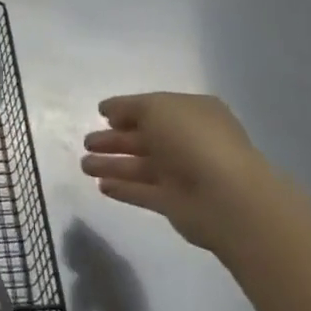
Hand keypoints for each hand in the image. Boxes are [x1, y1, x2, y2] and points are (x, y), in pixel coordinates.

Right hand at [82, 93, 268, 251]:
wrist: (226, 197)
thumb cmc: (192, 139)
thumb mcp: (157, 107)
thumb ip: (130, 107)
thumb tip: (112, 113)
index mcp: (191, 113)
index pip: (153, 108)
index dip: (127, 110)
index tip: (101, 113)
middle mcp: (187, 141)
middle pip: (144, 138)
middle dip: (114, 139)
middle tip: (86, 142)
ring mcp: (182, 174)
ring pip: (139, 166)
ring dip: (111, 164)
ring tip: (83, 165)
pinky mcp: (174, 203)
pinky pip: (143, 192)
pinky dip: (123, 188)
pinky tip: (101, 186)